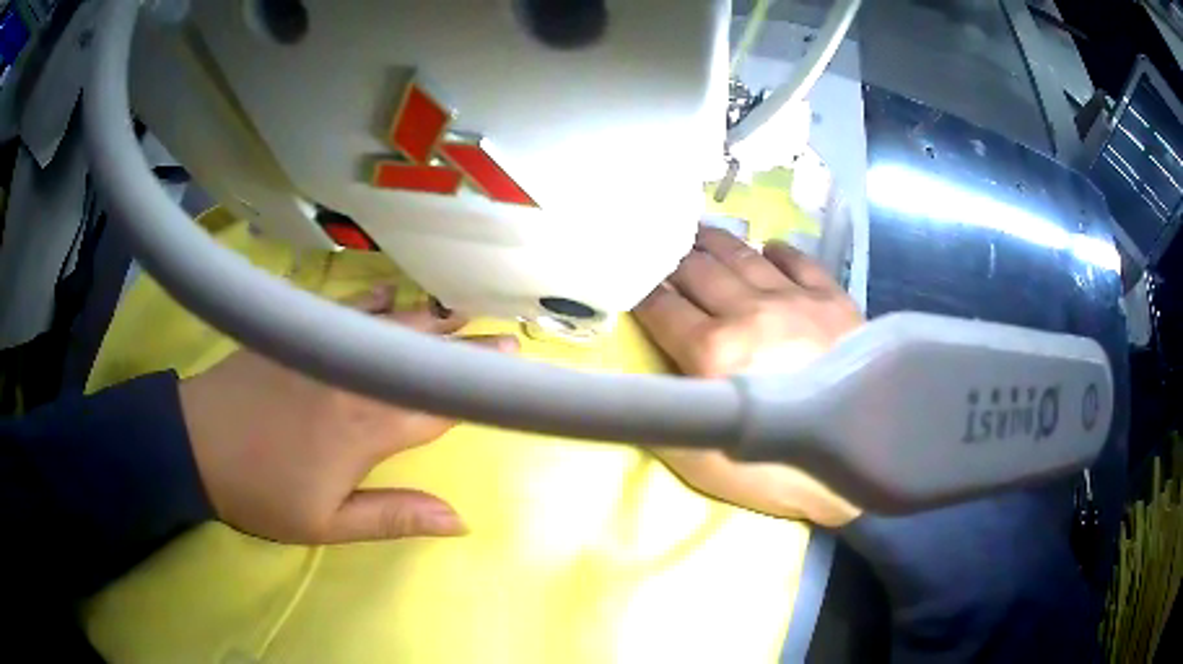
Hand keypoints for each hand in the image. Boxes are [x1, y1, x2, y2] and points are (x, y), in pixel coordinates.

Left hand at [178, 286, 516, 543]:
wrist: (196, 444)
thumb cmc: (262, 492)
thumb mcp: (327, 524)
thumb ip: (394, 517)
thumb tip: (459, 520)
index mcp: (366, 428)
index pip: (438, 404)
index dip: (479, 388)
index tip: (514, 369)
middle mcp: (354, 378)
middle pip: (422, 358)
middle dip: (466, 348)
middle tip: (503, 333)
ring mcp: (325, 346)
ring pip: (390, 326)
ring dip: (429, 319)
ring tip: (461, 310)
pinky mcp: (299, 330)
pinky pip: (346, 308)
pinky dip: (374, 301)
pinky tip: (391, 293)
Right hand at [634, 226, 863, 526]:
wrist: (862, 458)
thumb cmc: (777, 470)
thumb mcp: (700, 466)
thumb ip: (660, 420)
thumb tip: (632, 387)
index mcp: (711, 352)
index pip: (660, 306)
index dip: (640, 290)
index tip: (629, 277)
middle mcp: (747, 312)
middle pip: (697, 270)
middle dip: (671, 257)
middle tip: (660, 245)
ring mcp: (793, 300)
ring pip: (742, 256)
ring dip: (714, 241)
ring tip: (699, 231)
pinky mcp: (831, 298)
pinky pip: (798, 260)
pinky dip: (778, 250)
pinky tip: (768, 247)